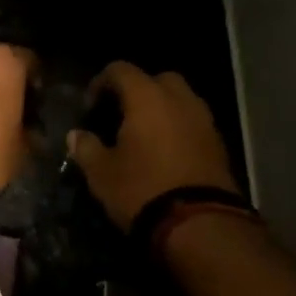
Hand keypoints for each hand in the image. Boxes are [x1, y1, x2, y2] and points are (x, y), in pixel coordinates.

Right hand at [68, 61, 240, 229]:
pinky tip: (165, 152)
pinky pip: (194, 123)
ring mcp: (204, 121)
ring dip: (163, 109)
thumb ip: (86, 148)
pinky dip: (179, 128)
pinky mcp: (220, 145)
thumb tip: (75, 135)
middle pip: (158, 79)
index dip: (101, 82)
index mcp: (147, 97)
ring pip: (181, 100)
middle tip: (121, 114)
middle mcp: (179, 100)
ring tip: (145, 135)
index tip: (89, 106)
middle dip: (139, 90)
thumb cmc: (143, 190)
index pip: (121, 70)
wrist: (201, 226)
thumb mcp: (102, 173)